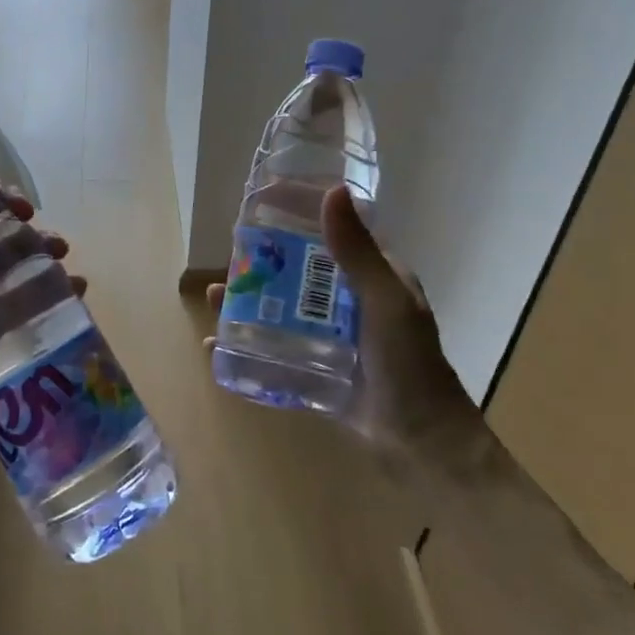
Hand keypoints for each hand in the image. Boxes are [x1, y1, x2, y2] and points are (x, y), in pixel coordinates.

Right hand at [207, 186, 480, 466]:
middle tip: (228, 256)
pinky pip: (276, 351)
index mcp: (373, 279)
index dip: (300, 217)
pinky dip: (248, 345)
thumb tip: (332, 190)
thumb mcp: (385, 301)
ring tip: (213, 297)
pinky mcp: (317, 371)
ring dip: (248, 302)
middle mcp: (350, 304)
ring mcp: (332, 339)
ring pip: (282, 310)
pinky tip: (217, 343)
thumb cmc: (410, 364)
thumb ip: (357, 252)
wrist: (421, 444)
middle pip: (299, 273)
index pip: (332, 236)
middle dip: (263, 263)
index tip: (262, 204)